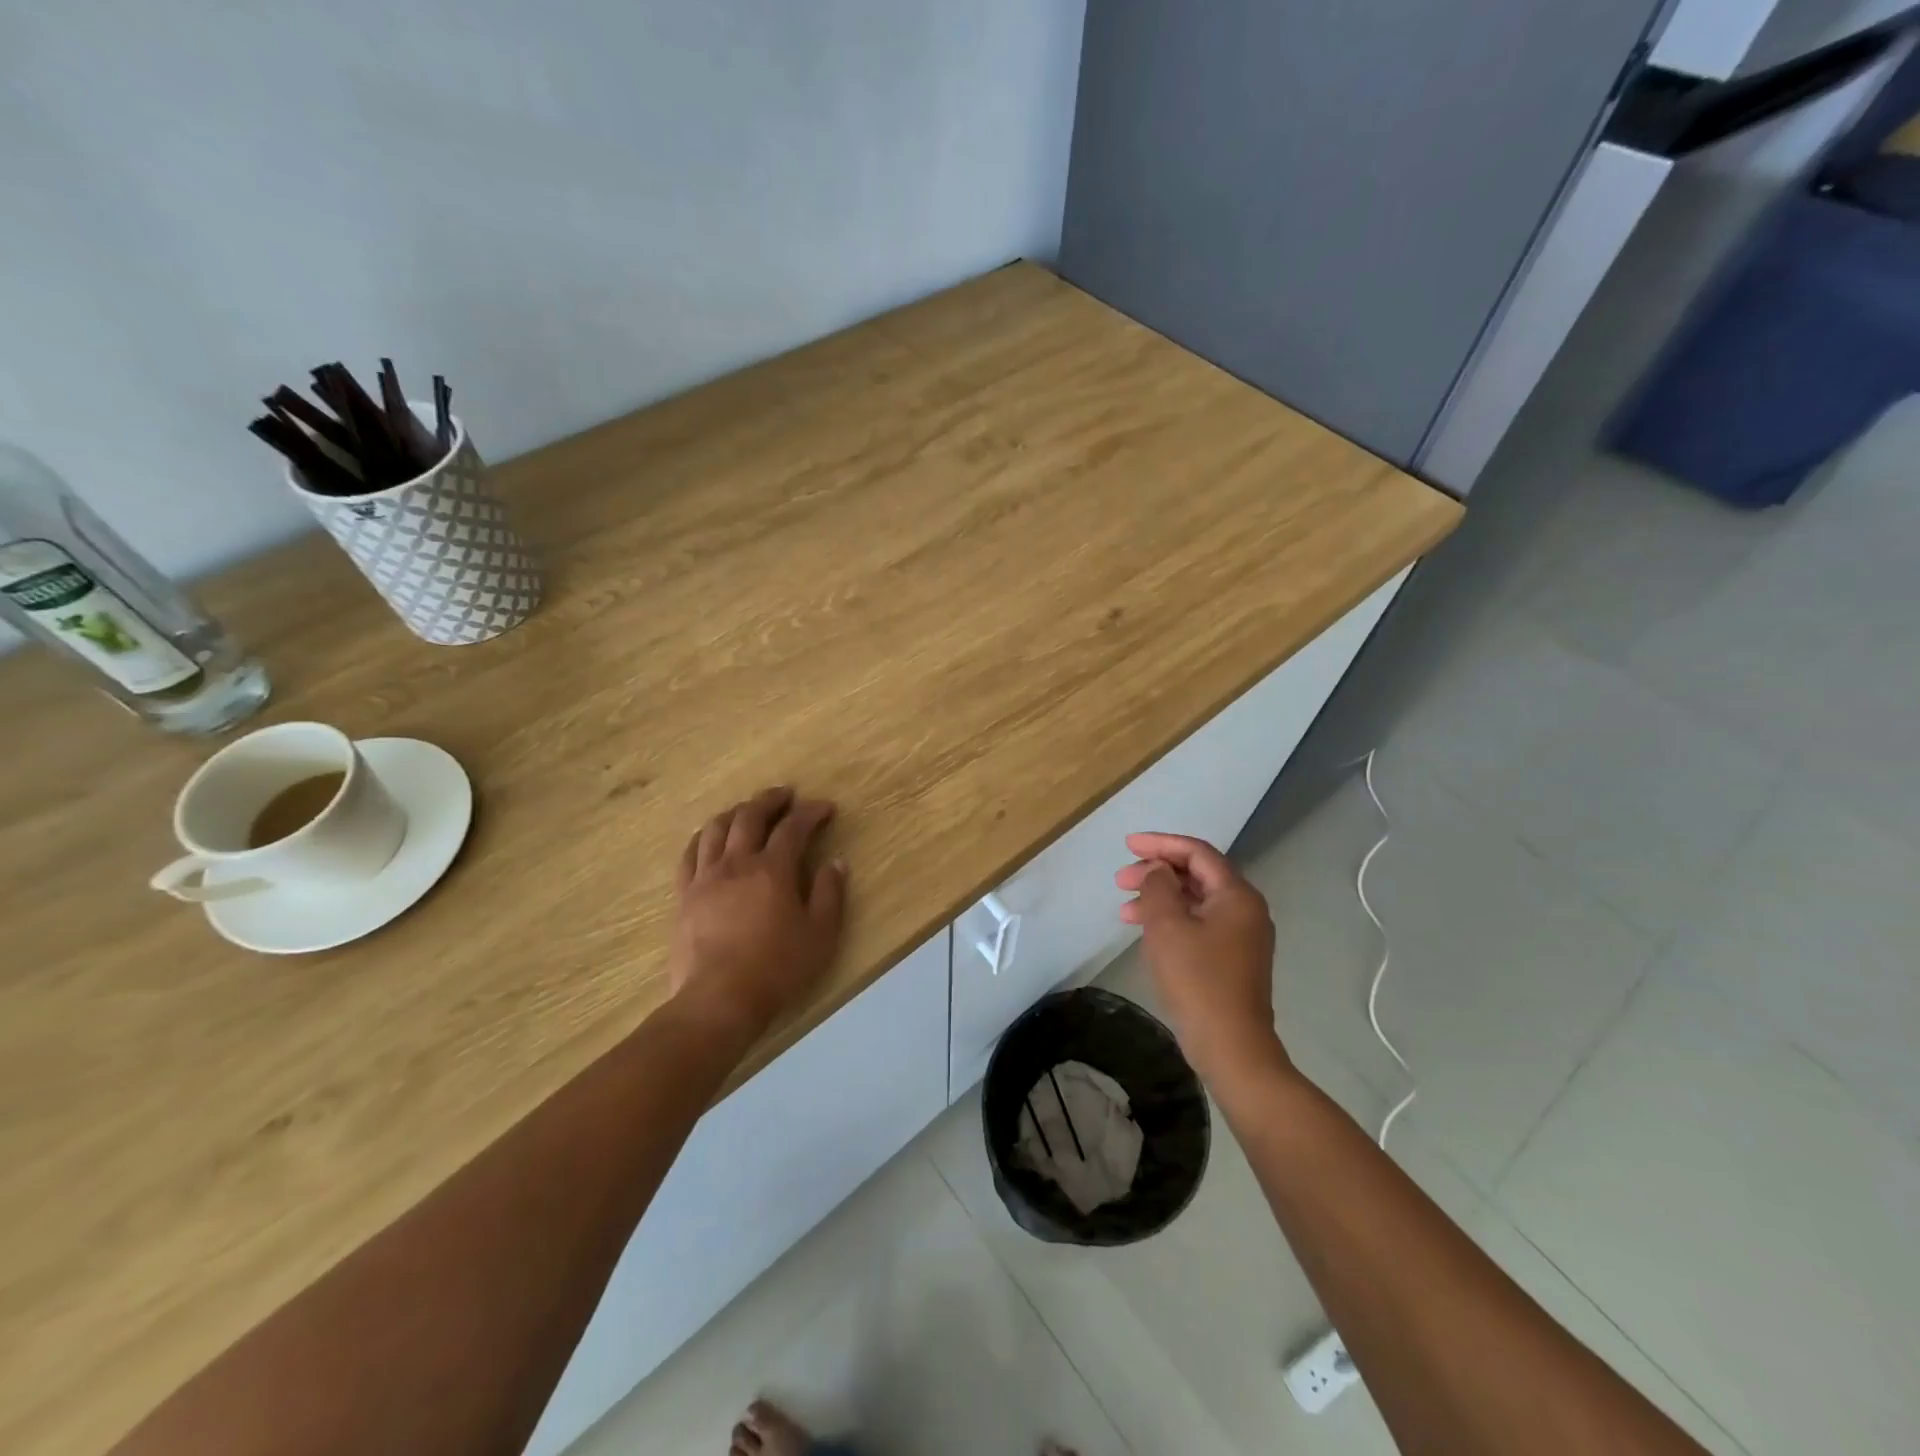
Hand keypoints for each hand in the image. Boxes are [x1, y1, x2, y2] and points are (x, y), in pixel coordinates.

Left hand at [670, 786, 846, 1041]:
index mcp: (773, 869)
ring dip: (735, 812)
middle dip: (770, 800)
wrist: (718, 1000)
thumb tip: (836, 862)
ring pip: (716, 829)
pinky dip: (703, 837)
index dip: (811, 813)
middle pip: (750, 817)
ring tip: (747, 810)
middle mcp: (737, 863)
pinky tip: (709, 837)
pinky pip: (690, 854)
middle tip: (785, 795)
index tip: (825, 808)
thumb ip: (830, 894)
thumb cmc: (777, 968)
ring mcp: (706, 878)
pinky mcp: (685, 896)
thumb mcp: (821, 935)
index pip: (793, 827)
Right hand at [1115, 832, 1287, 1088]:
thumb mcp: (1167, 926)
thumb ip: (1158, 887)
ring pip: (1195, 901)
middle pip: (1197, 875)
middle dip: (1157, 872)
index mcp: (1236, 895)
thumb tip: (1158, 871)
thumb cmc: (1197, 981)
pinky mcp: (1232, 959)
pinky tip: (1146, 932)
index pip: (1197, 852)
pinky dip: (1171, 920)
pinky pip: (1198, 924)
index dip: (1160, 844)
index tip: (1127, 845)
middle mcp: (1245, 909)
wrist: (1231, 1048)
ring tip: (1124, 909)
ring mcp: (1241, 936)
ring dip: (1159, 898)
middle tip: (1121, 880)